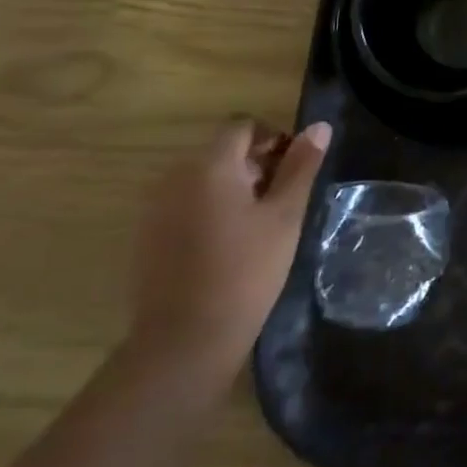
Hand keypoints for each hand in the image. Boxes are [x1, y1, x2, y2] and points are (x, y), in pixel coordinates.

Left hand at [128, 118, 331, 384]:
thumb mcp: (285, 215)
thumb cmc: (246, 270)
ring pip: (203, 179)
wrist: (185, 340)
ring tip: (259, 224)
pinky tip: (229, 245)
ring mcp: (155, 208)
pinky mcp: (147, 237)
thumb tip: (320, 127)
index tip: (295, 169)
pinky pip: (185, 205)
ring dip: (233, 187)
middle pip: (222, 151)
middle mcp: (174, 178)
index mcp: (209, 166)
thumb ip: (301, 166)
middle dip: (256, 164)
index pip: (242, 126)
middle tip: (283, 199)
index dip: (274, 138)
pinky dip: (210, 210)